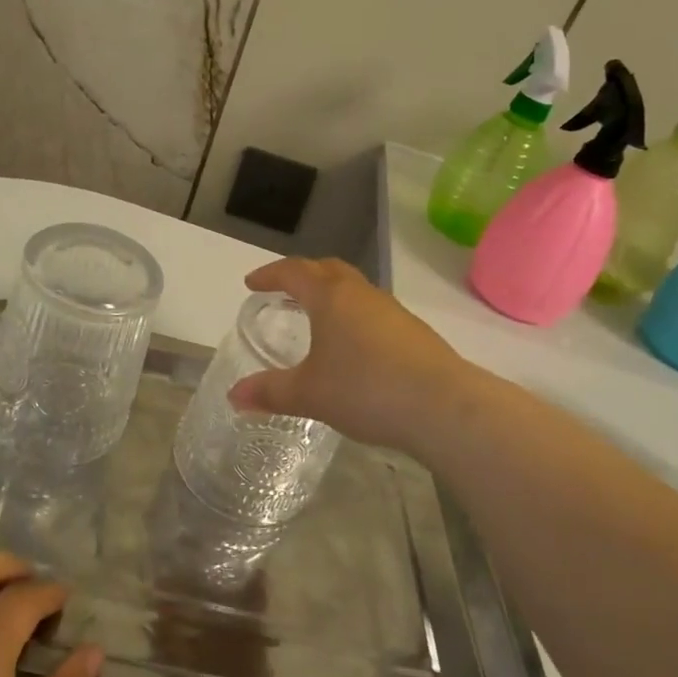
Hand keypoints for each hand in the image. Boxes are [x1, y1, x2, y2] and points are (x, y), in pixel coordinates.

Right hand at [227, 257, 472, 452]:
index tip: (252, 283)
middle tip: (285, 292)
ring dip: (332, 296)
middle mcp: (362, 294)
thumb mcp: (309, 394)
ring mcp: (393, 311)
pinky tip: (354, 350)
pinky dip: (354, 318)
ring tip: (318, 320)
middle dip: (303, 275)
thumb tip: (234, 396)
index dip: (270, 274)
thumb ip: (270, 392)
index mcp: (330, 297)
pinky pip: (374, 313)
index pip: (294, 271)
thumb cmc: (365, 389)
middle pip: (328, 269)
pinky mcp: (414, 333)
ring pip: (355, 290)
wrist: (443, 406)